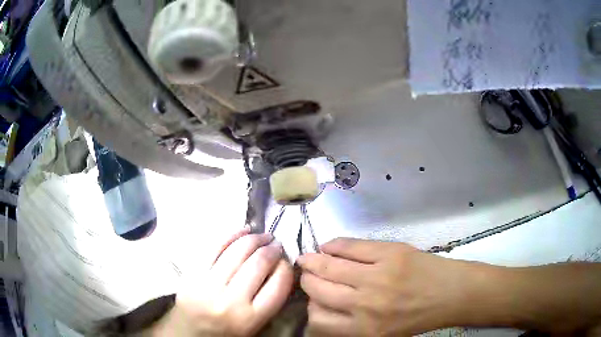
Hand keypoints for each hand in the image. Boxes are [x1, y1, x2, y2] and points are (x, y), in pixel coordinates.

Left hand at [152, 228, 293, 336]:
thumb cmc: (226, 333)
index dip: (286, 267)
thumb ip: (270, 301)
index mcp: (250, 318)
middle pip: (258, 263)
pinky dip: (231, 235)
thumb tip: (280, 267)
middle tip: (276, 244)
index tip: (286, 260)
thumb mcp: (254, 325)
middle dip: (272, 249)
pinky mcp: (192, 273)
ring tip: (262, 236)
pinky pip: (214, 247)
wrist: (188, 333)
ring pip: (237, 251)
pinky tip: (242, 230)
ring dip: (254, 238)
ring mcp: (208, 284)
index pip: (278, 284)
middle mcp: (230, 301)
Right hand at [297, 238, 481, 335]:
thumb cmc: (416, 318)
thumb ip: (350, 326)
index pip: (317, 318)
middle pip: (318, 289)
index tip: (313, 300)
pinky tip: (329, 246)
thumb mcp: (381, 334)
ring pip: (329, 265)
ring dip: (313, 261)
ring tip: (309, 259)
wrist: (450, 294)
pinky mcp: (389, 253)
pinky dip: (334, 245)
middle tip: (307, 275)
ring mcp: (377, 276)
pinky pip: (350, 246)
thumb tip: (321, 307)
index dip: (311, 307)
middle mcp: (365, 304)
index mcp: (363, 329)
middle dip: (307, 281)